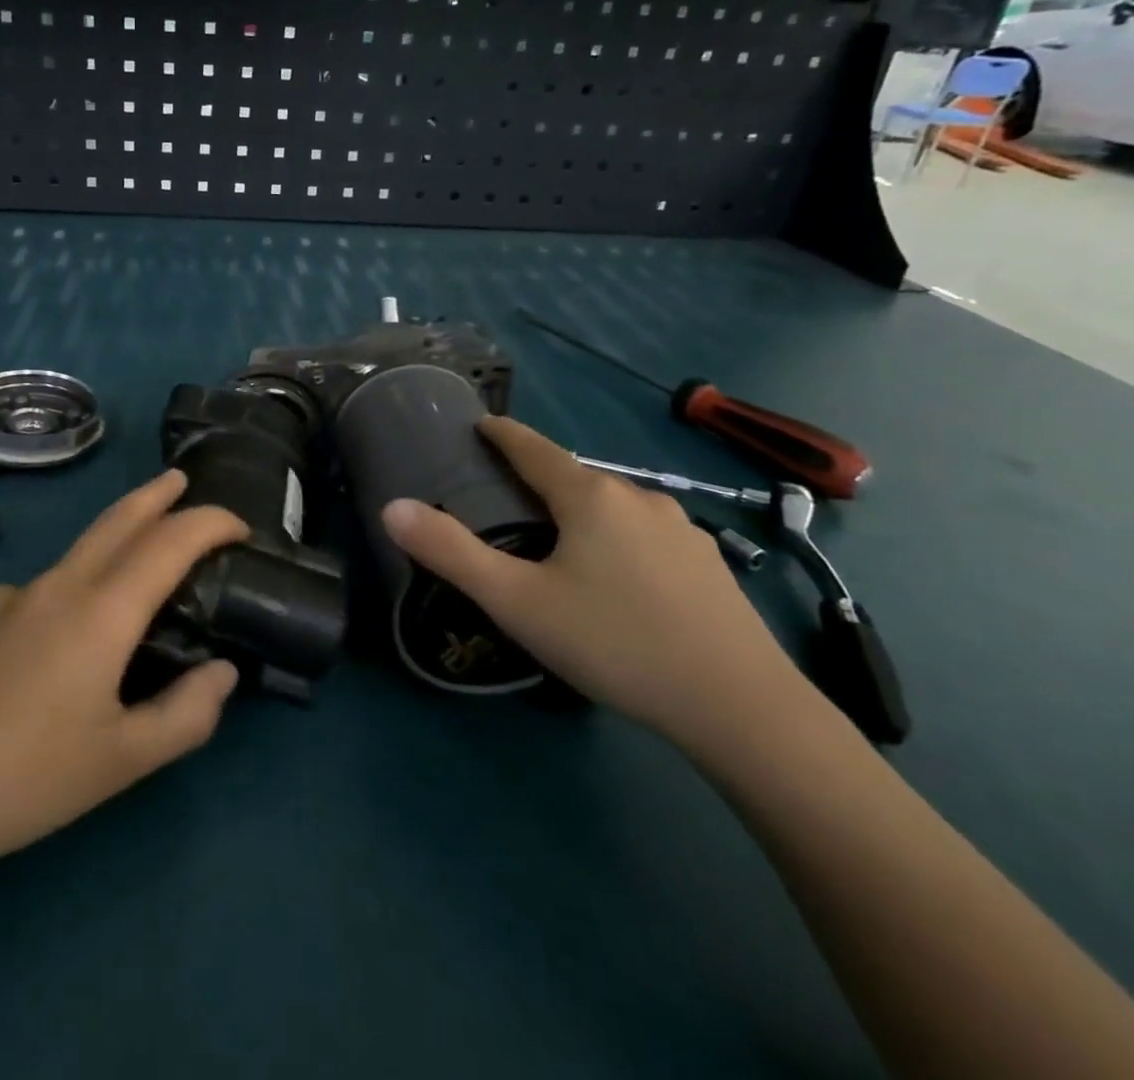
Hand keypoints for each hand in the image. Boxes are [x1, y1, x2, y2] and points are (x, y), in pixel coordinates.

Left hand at [0, 470, 246, 908]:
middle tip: (182, 481)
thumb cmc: (23, 780)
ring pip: (81, 548)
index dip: (210, 523)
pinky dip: (78, 581)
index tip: (240, 527)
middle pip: (118, 519)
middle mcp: (59, 586)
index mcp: (101, 611)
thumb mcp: (121, 761)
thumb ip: (185, 714)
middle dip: (156, 495)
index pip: (170, 541)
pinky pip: (46, 585)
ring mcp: (13, 597)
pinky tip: (69, 629)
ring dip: (119, 533)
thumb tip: (223, 672)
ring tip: (141, 554)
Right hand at [381, 416, 813, 754]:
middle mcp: (638, 497)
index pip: (534, 448)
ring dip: (579, 511)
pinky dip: (616, 538)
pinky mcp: (709, 564)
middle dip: (537, 479)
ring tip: (557, 542)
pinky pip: (644, 533)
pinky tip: (617, 578)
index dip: (503, 434)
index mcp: (588, 496)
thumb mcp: (517, 602)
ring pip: (612, 506)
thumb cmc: (615, 644)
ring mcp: (681, 529)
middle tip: (505, 499)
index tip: (482, 425)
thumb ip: (451, 553)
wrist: (742, 708)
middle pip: (574, 477)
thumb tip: (392, 507)